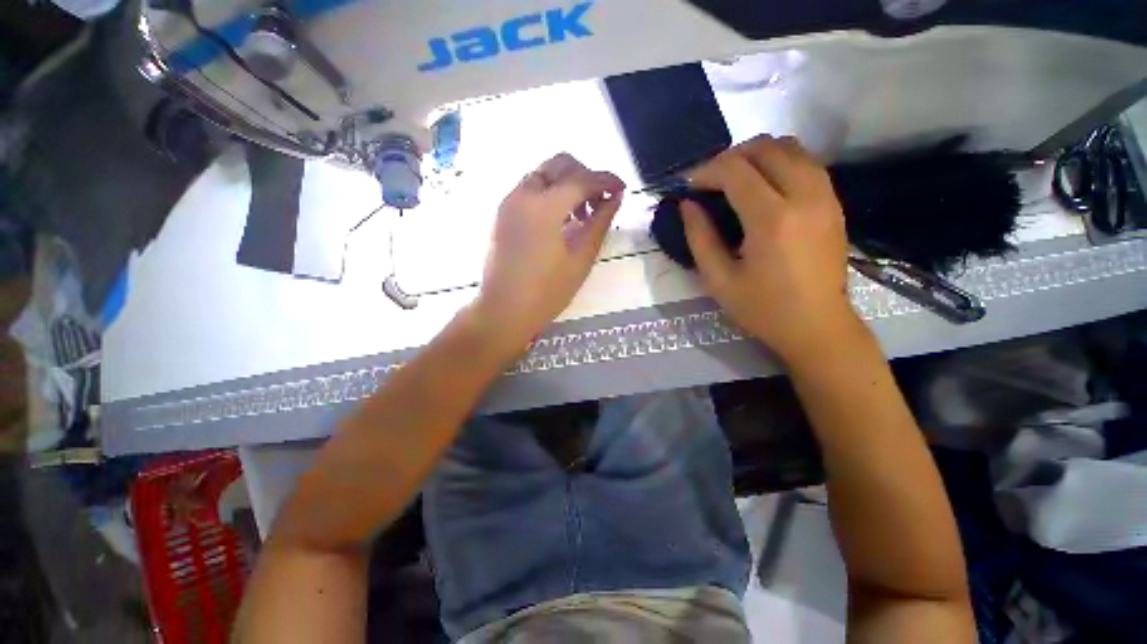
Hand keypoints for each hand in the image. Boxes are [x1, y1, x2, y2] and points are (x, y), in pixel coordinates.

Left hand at [475, 153, 624, 343]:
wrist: (505, 310)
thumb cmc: (547, 291)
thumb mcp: (581, 258)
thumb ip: (600, 222)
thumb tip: (615, 198)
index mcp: (544, 206)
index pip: (582, 179)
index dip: (606, 180)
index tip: (622, 189)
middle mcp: (523, 194)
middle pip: (559, 164)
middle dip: (585, 175)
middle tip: (600, 201)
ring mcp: (508, 202)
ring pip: (543, 175)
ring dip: (567, 184)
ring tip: (581, 214)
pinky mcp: (502, 214)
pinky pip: (530, 190)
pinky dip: (550, 194)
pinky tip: (560, 220)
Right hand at [682, 135, 857, 362]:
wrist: (817, 326)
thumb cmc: (763, 309)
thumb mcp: (718, 280)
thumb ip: (699, 237)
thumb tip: (687, 205)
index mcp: (772, 220)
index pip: (735, 171)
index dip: (706, 171)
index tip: (689, 185)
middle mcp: (804, 196)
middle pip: (765, 148)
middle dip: (730, 156)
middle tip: (709, 181)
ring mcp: (825, 196)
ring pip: (790, 147)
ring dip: (756, 155)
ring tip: (734, 179)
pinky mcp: (834, 202)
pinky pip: (806, 162)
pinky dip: (778, 162)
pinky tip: (762, 186)